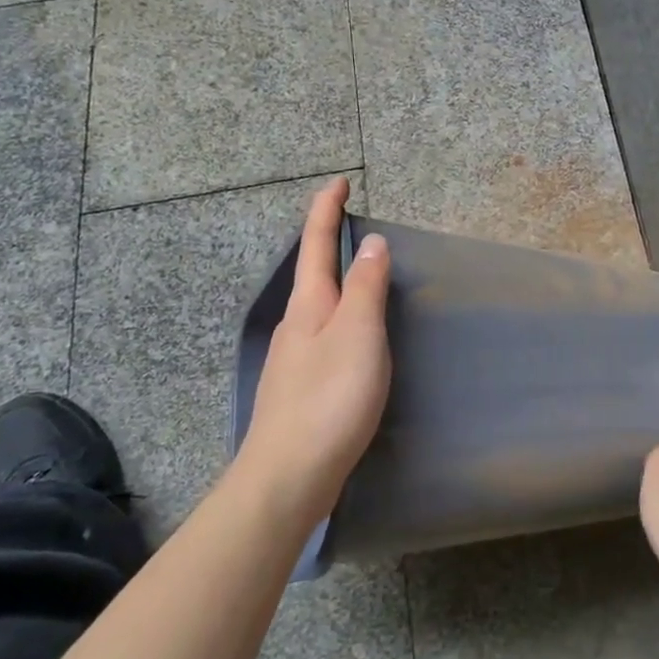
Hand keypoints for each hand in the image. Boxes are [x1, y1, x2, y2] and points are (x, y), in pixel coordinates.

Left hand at [232, 177, 391, 527]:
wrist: (287, 476)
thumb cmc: (329, 398)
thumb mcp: (359, 335)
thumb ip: (367, 287)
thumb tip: (371, 241)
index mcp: (310, 305)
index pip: (316, 243)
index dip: (327, 210)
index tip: (338, 182)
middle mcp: (296, 324)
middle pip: (312, 272)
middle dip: (327, 242)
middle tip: (351, 224)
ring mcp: (294, 357)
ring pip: (317, 306)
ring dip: (335, 281)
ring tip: (360, 275)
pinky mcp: (301, 387)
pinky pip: (323, 334)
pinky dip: (340, 317)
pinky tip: (352, 339)